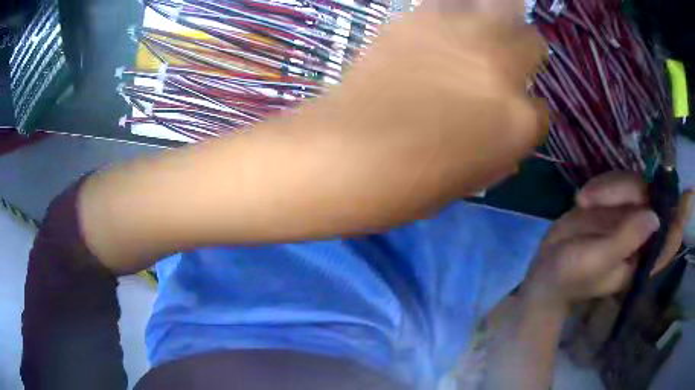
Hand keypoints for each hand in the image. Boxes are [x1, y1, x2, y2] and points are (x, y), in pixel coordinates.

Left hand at [280, 1, 547, 227]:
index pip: (542, 111)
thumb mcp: (472, 178)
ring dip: (495, 17)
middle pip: (533, 42)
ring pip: (500, 5)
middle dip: (523, 51)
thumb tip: (506, 125)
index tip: (510, 114)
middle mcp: (501, 69)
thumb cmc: (411, 185)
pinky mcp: (418, 18)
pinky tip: (438, 28)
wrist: (348, 154)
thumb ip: (500, 147)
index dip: (526, 113)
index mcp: (519, 122)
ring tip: (478, 33)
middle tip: (502, 60)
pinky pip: (447, 3)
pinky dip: (451, 12)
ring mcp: (461, 36)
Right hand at [524, 172, 692, 311]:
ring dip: (611, 187)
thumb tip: (654, 217)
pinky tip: (583, 198)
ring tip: (584, 200)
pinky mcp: (614, 207)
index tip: (688, 196)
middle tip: (598, 197)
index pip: (669, 239)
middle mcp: (641, 237)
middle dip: (630, 191)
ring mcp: (628, 219)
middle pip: (652, 199)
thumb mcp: (596, 261)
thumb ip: (624, 241)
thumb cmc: (571, 276)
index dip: (680, 218)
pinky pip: (618, 183)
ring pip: (636, 186)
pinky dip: (602, 184)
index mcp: (641, 259)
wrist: (548, 269)